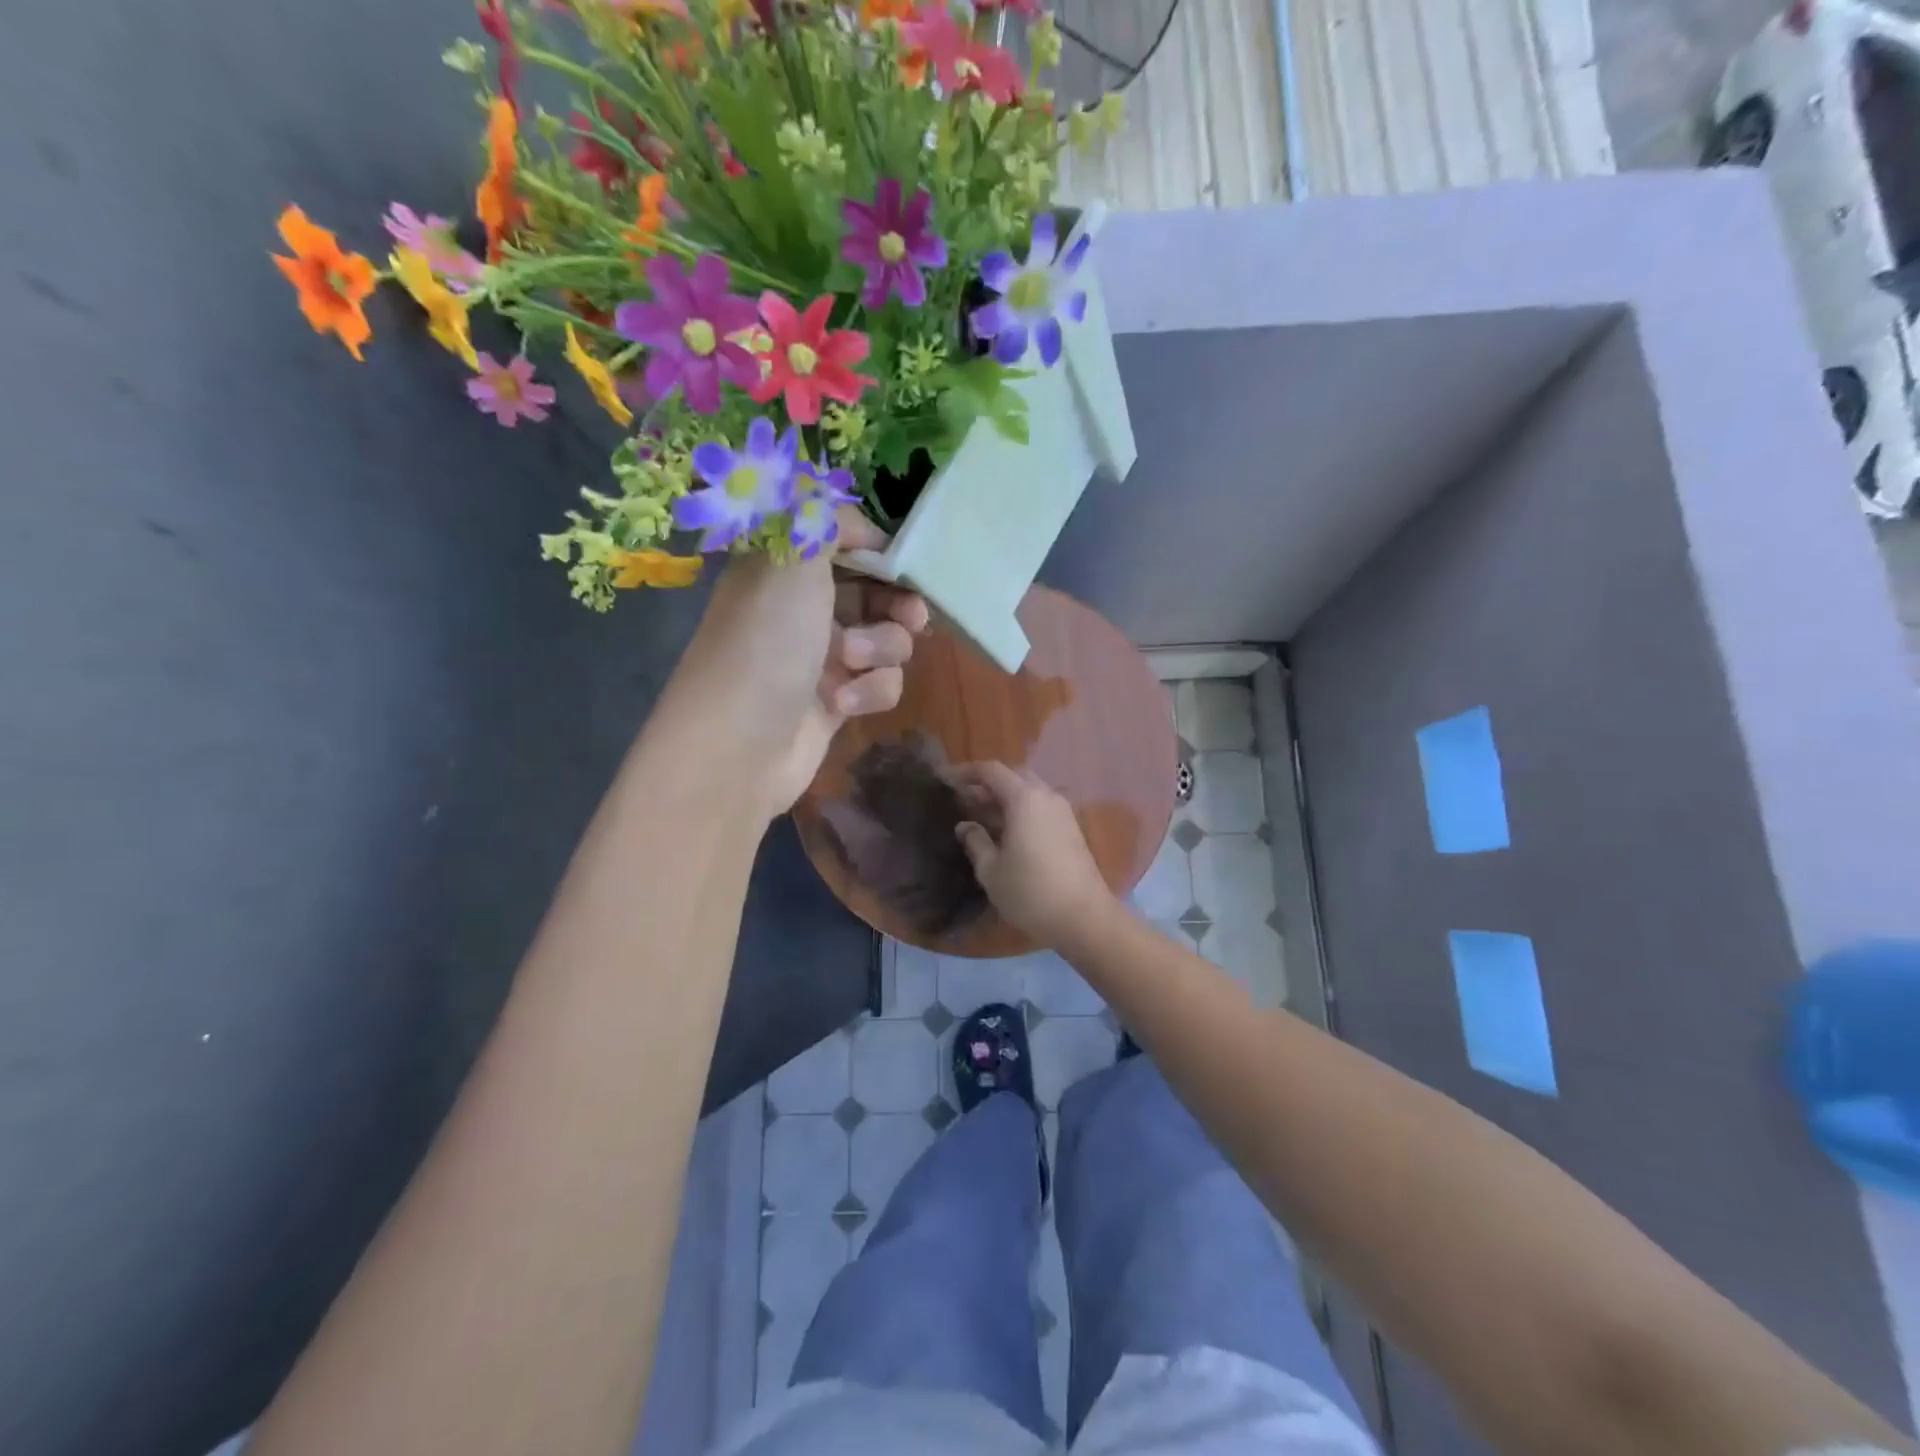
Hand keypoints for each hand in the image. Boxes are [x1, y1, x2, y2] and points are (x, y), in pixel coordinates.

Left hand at [673, 510, 928, 816]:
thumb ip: (825, 520)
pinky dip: (869, 690)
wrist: (739, 746)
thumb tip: (855, 520)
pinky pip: (879, 683)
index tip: (900, 559)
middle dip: (897, 603)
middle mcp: (802, 609)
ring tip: (852, 661)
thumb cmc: (766, 644)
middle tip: (914, 614)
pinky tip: (842, 703)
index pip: (841, 543)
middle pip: (873, 592)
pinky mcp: (837, 701)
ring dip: (881, 648)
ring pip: (885, 640)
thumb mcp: (792, 561)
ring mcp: (821, 657)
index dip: (875, 548)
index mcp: (784, 569)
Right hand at [950, 762, 1114, 947]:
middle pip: (1013, 776)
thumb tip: (965, 826)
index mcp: (1024, 799)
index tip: (946, 781)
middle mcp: (1046, 796)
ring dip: (1004, 797)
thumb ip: (975, 842)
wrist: (1084, 917)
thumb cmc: (1030, 892)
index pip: (992, 771)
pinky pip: (1040, 806)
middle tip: (963, 799)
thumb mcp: (991, 870)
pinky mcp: (1071, 828)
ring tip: (981, 816)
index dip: (967, 772)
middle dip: (987, 783)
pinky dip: (1020, 809)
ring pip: (1029, 791)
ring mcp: (1063, 812)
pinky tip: (1006, 831)